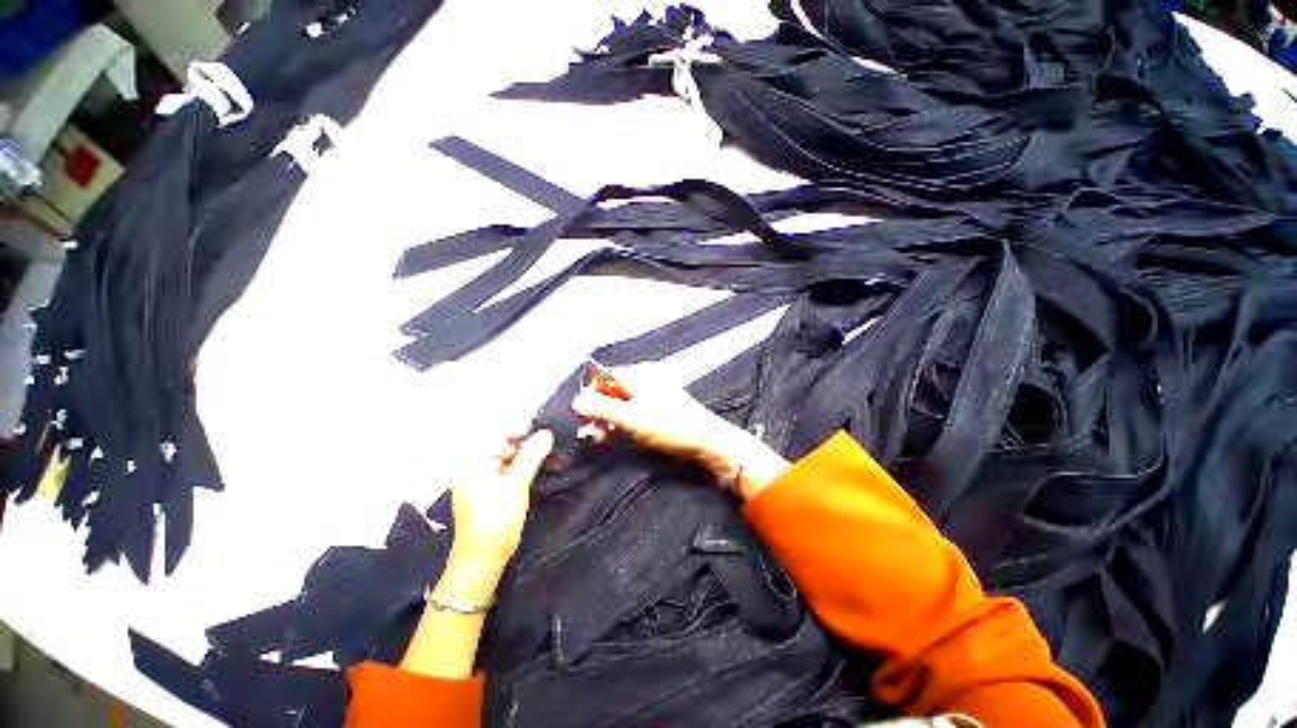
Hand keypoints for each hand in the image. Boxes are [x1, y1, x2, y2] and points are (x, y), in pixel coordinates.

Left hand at [447, 429, 553, 569]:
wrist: (482, 560)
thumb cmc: (494, 522)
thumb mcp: (516, 485)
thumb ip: (531, 456)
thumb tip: (546, 433)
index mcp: (474, 461)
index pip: (500, 433)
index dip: (524, 428)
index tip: (547, 427)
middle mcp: (475, 465)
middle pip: (504, 442)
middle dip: (528, 440)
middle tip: (553, 440)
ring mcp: (482, 477)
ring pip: (509, 455)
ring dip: (529, 453)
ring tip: (552, 450)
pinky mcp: (491, 487)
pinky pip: (509, 467)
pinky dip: (524, 465)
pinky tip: (541, 464)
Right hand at [570, 365, 787, 499]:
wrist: (707, 440)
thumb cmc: (670, 426)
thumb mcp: (630, 419)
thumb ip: (601, 409)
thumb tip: (576, 401)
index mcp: (638, 373)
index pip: (603, 377)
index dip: (590, 396)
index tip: (584, 419)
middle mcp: (645, 377)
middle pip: (612, 390)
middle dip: (599, 411)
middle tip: (594, 435)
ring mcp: (655, 391)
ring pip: (623, 401)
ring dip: (611, 419)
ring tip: (606, 438)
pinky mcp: (661, 405)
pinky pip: (635, 408)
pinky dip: (625, 420)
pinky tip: (623, 435)